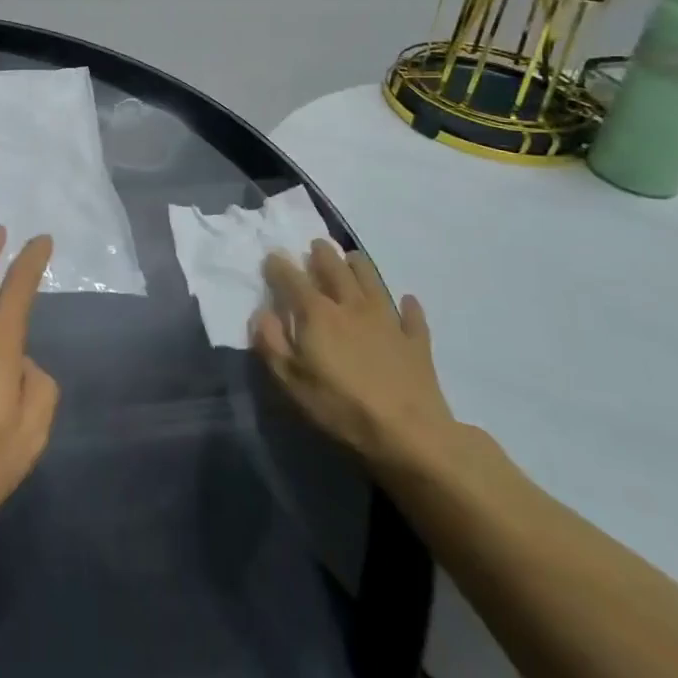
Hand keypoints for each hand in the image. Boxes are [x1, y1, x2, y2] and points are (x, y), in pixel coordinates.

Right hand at [251, 240, 457, 475]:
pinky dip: (408, 306)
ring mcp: (387, 321)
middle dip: (322, 254)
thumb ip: (272, 343)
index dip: (279, 265)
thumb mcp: (291, 381)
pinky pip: (412, 316)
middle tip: (316, 244)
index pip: (292, 279)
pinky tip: (407, 300)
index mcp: (318, 314)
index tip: (272, 255)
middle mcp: (351, 306)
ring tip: (352, 257)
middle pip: (335, 269)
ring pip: (372, 281)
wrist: (409, 433)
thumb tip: (262, 313)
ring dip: (360, 265)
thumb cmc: (340, 407)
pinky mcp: (415, 341)